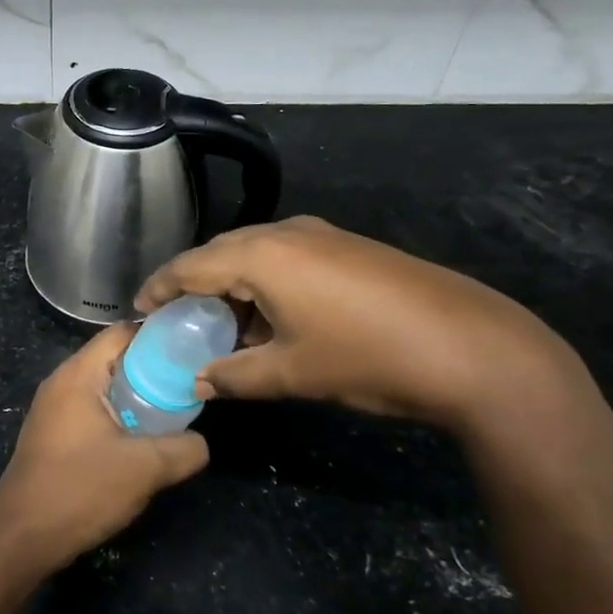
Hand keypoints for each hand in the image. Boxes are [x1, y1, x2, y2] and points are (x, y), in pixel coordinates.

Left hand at [0, 324, 208, 571]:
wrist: (22, 536)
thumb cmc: (80, 489)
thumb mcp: (145, 468)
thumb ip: (184, 448)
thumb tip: (200, 442)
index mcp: (78, 374)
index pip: (122, 332)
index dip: (159, 336)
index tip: (193, 349)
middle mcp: (62, 382)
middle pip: (114, 358)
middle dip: (153, 368)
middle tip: (190, 383)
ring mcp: (54, 409)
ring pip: (104, 387)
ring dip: (137, 396)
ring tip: (174, 412)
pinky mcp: (53, 434)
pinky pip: (92, 409)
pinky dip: (119, 415)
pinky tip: (142, 440)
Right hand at [136, 216, 580, 433]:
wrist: (474, 348)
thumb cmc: (367, 357)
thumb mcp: (292, 373)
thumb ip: (235, 375)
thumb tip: (199, 381)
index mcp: (261, 255)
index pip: (190, 266)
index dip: (159, 287)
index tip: (138, 309)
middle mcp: (287, 232)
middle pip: (221, 253)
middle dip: (195, 286)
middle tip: (177, 320)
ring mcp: (323, 235)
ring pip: (256, 254)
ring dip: (233, 287)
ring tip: (223, 326)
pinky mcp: (349, 247)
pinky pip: (287, 258)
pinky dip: (266, 284)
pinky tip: (272, 319)